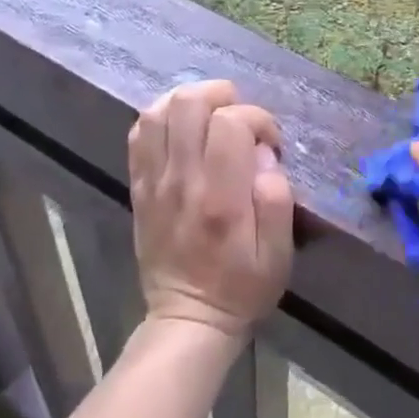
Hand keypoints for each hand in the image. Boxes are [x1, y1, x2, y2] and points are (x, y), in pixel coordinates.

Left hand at [128, 81, 294, 338]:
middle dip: (222, 96)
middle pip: (189, 104)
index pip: (231, 122)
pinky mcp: (139, 188)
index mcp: (221, 199)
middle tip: (240, 119)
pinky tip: (183, 127)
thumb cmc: (242, 287)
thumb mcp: (279, 254)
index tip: (270, 142)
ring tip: (212, 116)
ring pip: (159, 111)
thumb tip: (264, 155)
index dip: (257, 118)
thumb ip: (277, 199)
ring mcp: (154, 183)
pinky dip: (162, 117)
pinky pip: (140, 134)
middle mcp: (182, 182)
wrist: (187, 321)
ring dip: (191, 102)